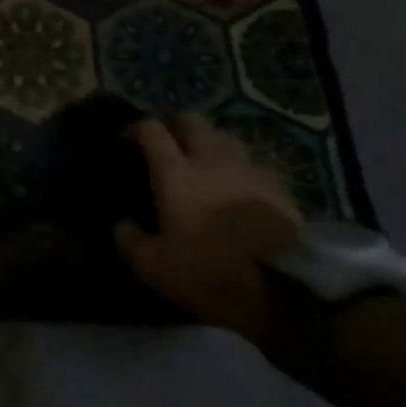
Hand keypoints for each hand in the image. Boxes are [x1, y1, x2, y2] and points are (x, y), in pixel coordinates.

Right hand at [114, 113, 303, 339]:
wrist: (285, 287)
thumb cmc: (210, 273)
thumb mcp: (155, 268)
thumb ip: (130, 241)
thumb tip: (120, 224)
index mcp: (175, 174)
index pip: (152, 131)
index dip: (137, 128)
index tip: (128, 139)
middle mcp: (210, 160)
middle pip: (192, 120)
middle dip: (176, 124)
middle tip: (169, 141)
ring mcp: (248, 168)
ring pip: (226, 136)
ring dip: (211, 141)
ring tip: (205, 160)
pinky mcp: (279, 184)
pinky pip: (255, 162)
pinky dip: (241, 166)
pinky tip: (241, 184)